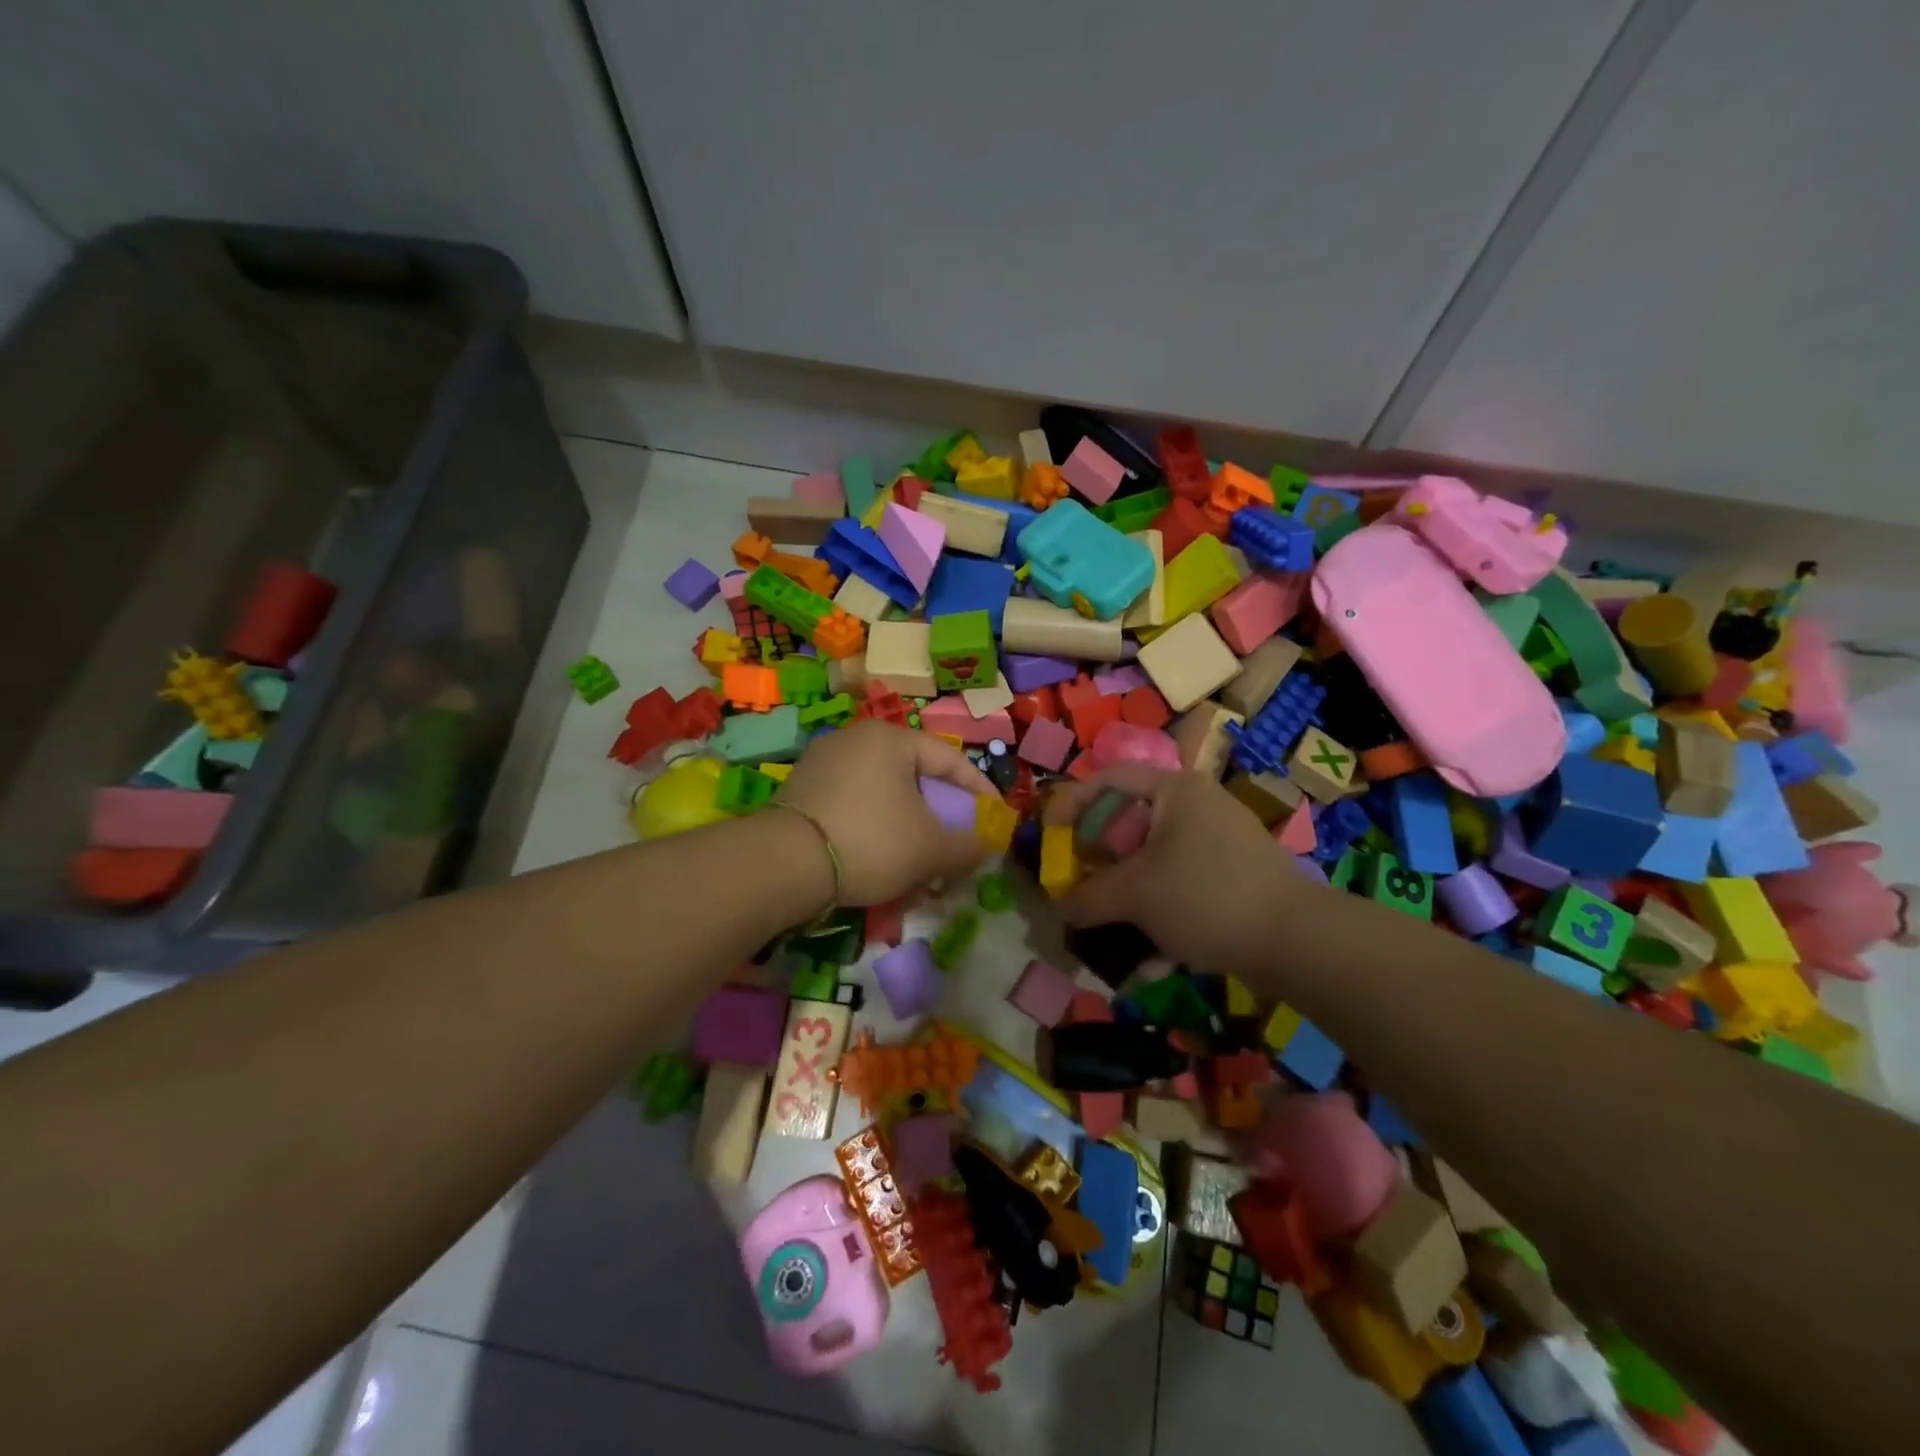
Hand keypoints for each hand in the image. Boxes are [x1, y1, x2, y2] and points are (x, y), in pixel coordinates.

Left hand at [779, 722, 993, 904]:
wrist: (783, 864)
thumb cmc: (871, 841)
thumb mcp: (930, 849)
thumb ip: (967, 847)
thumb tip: (985, 847)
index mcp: (890, 739)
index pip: (949, 759)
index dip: (978, 789)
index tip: (994, 816)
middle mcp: (854, 740)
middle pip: (913, 776)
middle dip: (939, 814)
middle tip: (955, 842)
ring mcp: (822, 763)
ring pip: (883, 794)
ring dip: (907, 826)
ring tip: (919, 860)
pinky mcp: (800, 791)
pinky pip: (853, 805)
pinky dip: (874, 829)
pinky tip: (880, 862)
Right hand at [1043, 764, 1313, 975]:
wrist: (1297, 942)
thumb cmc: (1205, 896)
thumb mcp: (1134, 895)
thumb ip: (1087, 897)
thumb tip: (1058, 907)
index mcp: (1174, 790)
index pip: (1108, 779)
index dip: (1071, 802)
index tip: (1049, 834)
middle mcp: (1196, 807)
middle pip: (1129, 823)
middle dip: (1098, 862)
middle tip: (1076, 885)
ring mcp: (1218, 843)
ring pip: (1153, 863)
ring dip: (1126, 897)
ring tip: (1107, 930)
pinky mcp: (1232, 879)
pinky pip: (1181, 888)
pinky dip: (1160, 915)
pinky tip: (1151, 961)